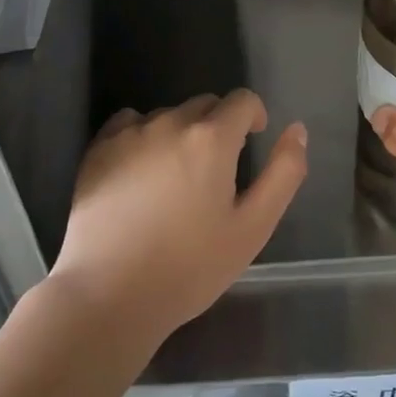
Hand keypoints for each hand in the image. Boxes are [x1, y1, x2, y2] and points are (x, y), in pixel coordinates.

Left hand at [50, 90, 306, 346]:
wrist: (109, 296)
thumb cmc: (190, 267)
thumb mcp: (253, 227)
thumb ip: (283, 173)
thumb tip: (297, 130)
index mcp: (212, 138)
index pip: (242, 100)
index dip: (254, 117)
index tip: (252, 141)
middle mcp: (171, 122)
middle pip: (205, 105)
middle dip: (218, 126)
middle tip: (215, 172)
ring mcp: (130, 133)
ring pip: (167, 115)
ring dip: (180, 133)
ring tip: (175, 179)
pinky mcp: (98, 149)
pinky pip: (129, 124)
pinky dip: (142, 137)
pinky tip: (140, 173)